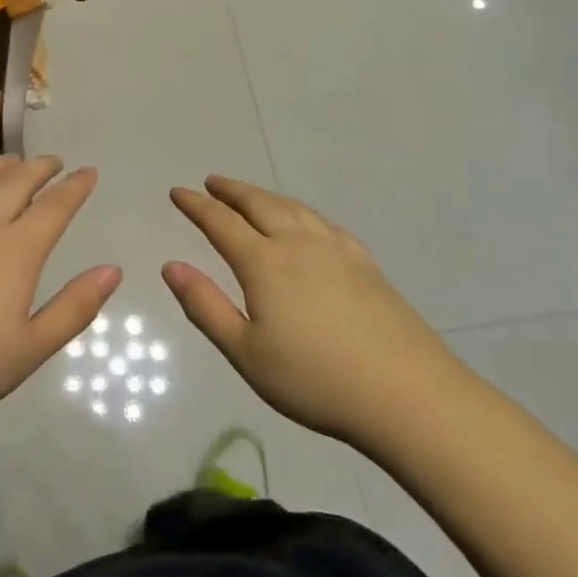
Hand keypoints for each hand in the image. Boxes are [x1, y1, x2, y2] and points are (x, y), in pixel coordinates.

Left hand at [0, 156, 119, 437]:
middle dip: (39, 167)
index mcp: (17, 250)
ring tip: (10, 161)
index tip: (88, 173)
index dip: (75, 187)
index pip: (55, 206)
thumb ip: (75, 307)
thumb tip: (113, 270)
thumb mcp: (31, 348)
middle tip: (53, 162)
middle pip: (15, 182)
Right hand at [163, 176, 462, 444]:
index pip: (221, 223)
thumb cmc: (315, 379)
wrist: (406, 393)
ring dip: (265, 196)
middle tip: (212, 182)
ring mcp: (336, 250)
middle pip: (259, 204)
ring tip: (251, 195)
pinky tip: (306, 223)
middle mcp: (298, 244)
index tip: (178, 192)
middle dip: (231, 191)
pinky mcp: (365, 264)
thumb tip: (171, 266)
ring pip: (293, 208)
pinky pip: (323, 223)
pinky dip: (301, 213)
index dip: (196, 205)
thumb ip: (205, 306)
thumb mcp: (246, 353)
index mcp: (265, 263)